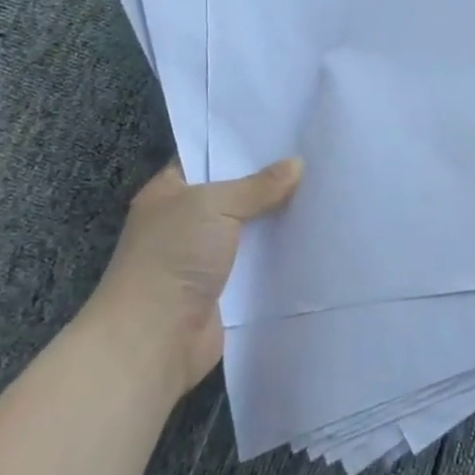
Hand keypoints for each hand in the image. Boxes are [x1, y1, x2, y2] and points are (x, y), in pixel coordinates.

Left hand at [83, 157, 300, 399]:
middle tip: (313, 157)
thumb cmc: (172, 259)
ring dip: (277, 217)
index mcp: (169, 192)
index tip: (284, 133)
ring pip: (249, 227)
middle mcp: (184, 221)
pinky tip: (313, 233)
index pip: (208, 157)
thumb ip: (257, 185)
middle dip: (268, 180)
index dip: (241, 145)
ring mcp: (203, 257)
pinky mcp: (224, 288)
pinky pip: (257, 261)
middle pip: (234, 192)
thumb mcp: (213, 205)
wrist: (152, 342)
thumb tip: (296, 165)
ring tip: (322, 190)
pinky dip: (279, 252)